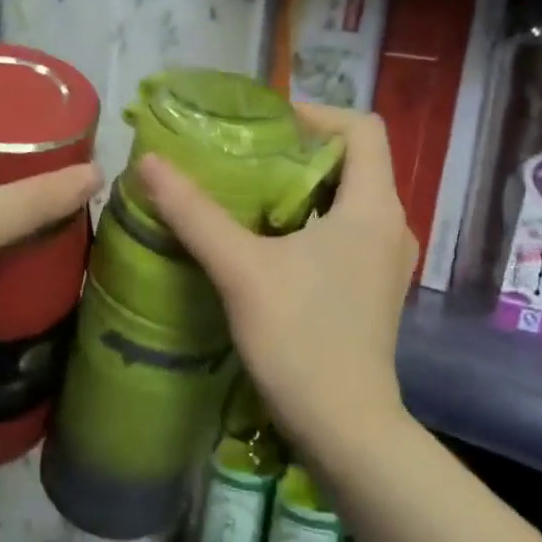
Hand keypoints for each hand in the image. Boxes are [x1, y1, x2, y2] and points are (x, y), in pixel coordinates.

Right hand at [134, 103, 415, 454]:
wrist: (345, 427)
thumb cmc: (301, 340)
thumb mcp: (241, 270)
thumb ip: (195, 213)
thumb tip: (149, 163)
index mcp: (373, 207)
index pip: (363, 128)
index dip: (317, 115)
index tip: (268, 127)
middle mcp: (392, 226)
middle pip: (355, 163)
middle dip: (301, 153)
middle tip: (247, 159)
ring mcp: (387, 261)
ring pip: (350, 200)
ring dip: (305, 190)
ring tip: (251, 197)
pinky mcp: (375, 289)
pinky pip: (348, 233)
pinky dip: (313, 223)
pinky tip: (271, 245)